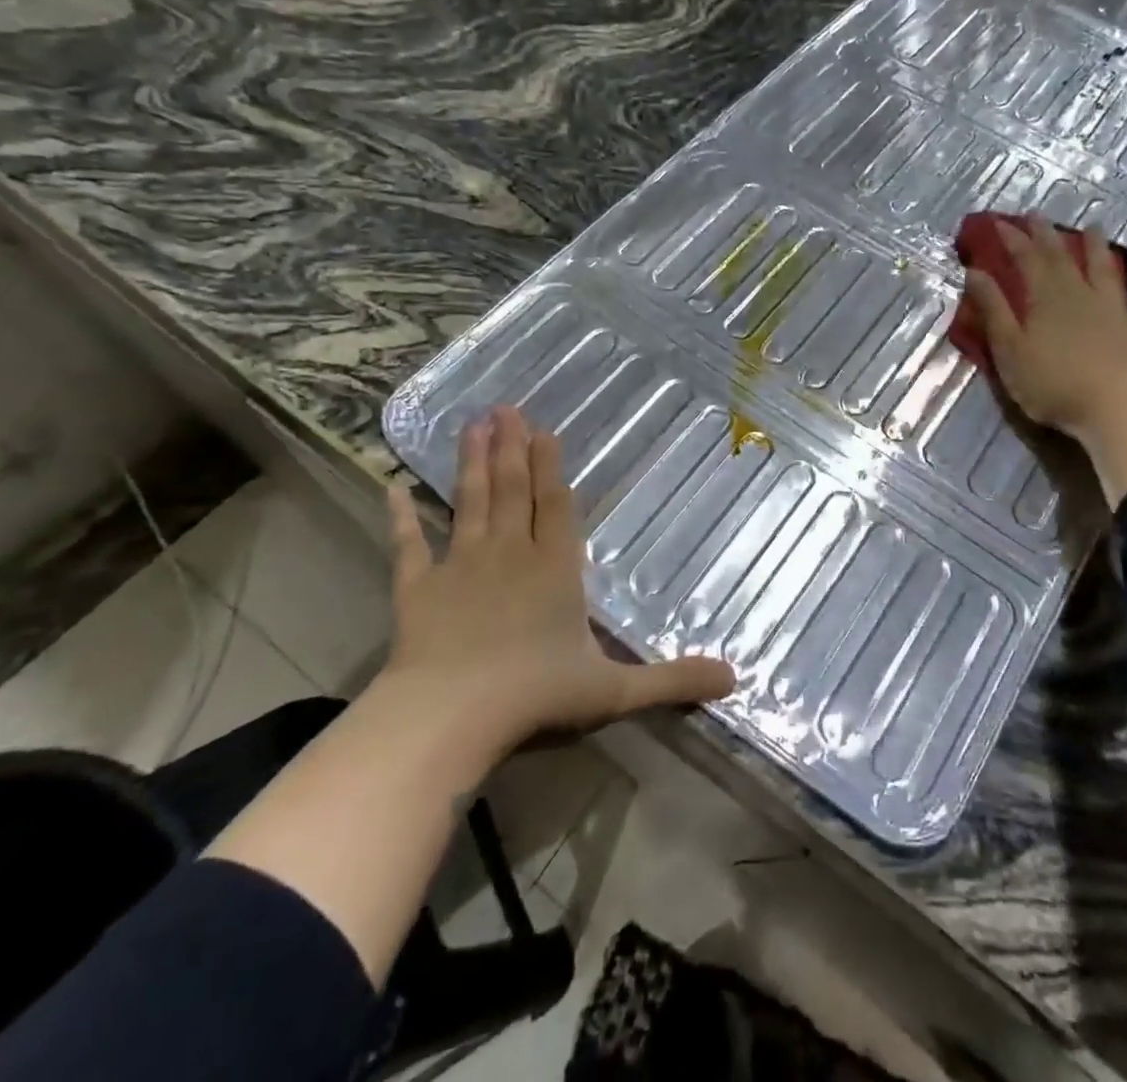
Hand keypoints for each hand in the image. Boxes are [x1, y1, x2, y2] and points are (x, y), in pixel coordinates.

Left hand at [384, 406, 734, 752]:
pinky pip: (409, 545)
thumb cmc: (535, 697)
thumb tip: (735, 680)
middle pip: (512, 490)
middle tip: (506, 408)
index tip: (544, 430)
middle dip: (512, 448)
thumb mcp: (615, 692)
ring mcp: (460, 566)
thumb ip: (672, 681)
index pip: (557, 507)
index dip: (552, 468)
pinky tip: (391, 487)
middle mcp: (510, 554)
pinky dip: (400, 517)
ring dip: (472, 463)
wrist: (449, 717)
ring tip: (473, 424)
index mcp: (554, 570)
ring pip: (470, 502)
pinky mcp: (418, 588)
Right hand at [965, 218, 1126, 440]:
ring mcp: (1117, 311)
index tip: (999, 222)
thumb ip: (993, 310)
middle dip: (1047, 235)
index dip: (1012, 239)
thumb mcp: (1009, 349)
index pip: (1026, 260)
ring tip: (1094, 227)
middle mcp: (1081, 295)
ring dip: (1099, 248)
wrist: (1115, 409)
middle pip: (1062, 258)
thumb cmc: (1052, 384)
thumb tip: (975, 272)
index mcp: (1045, 300)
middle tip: (1037, 215)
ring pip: (1106, 272)